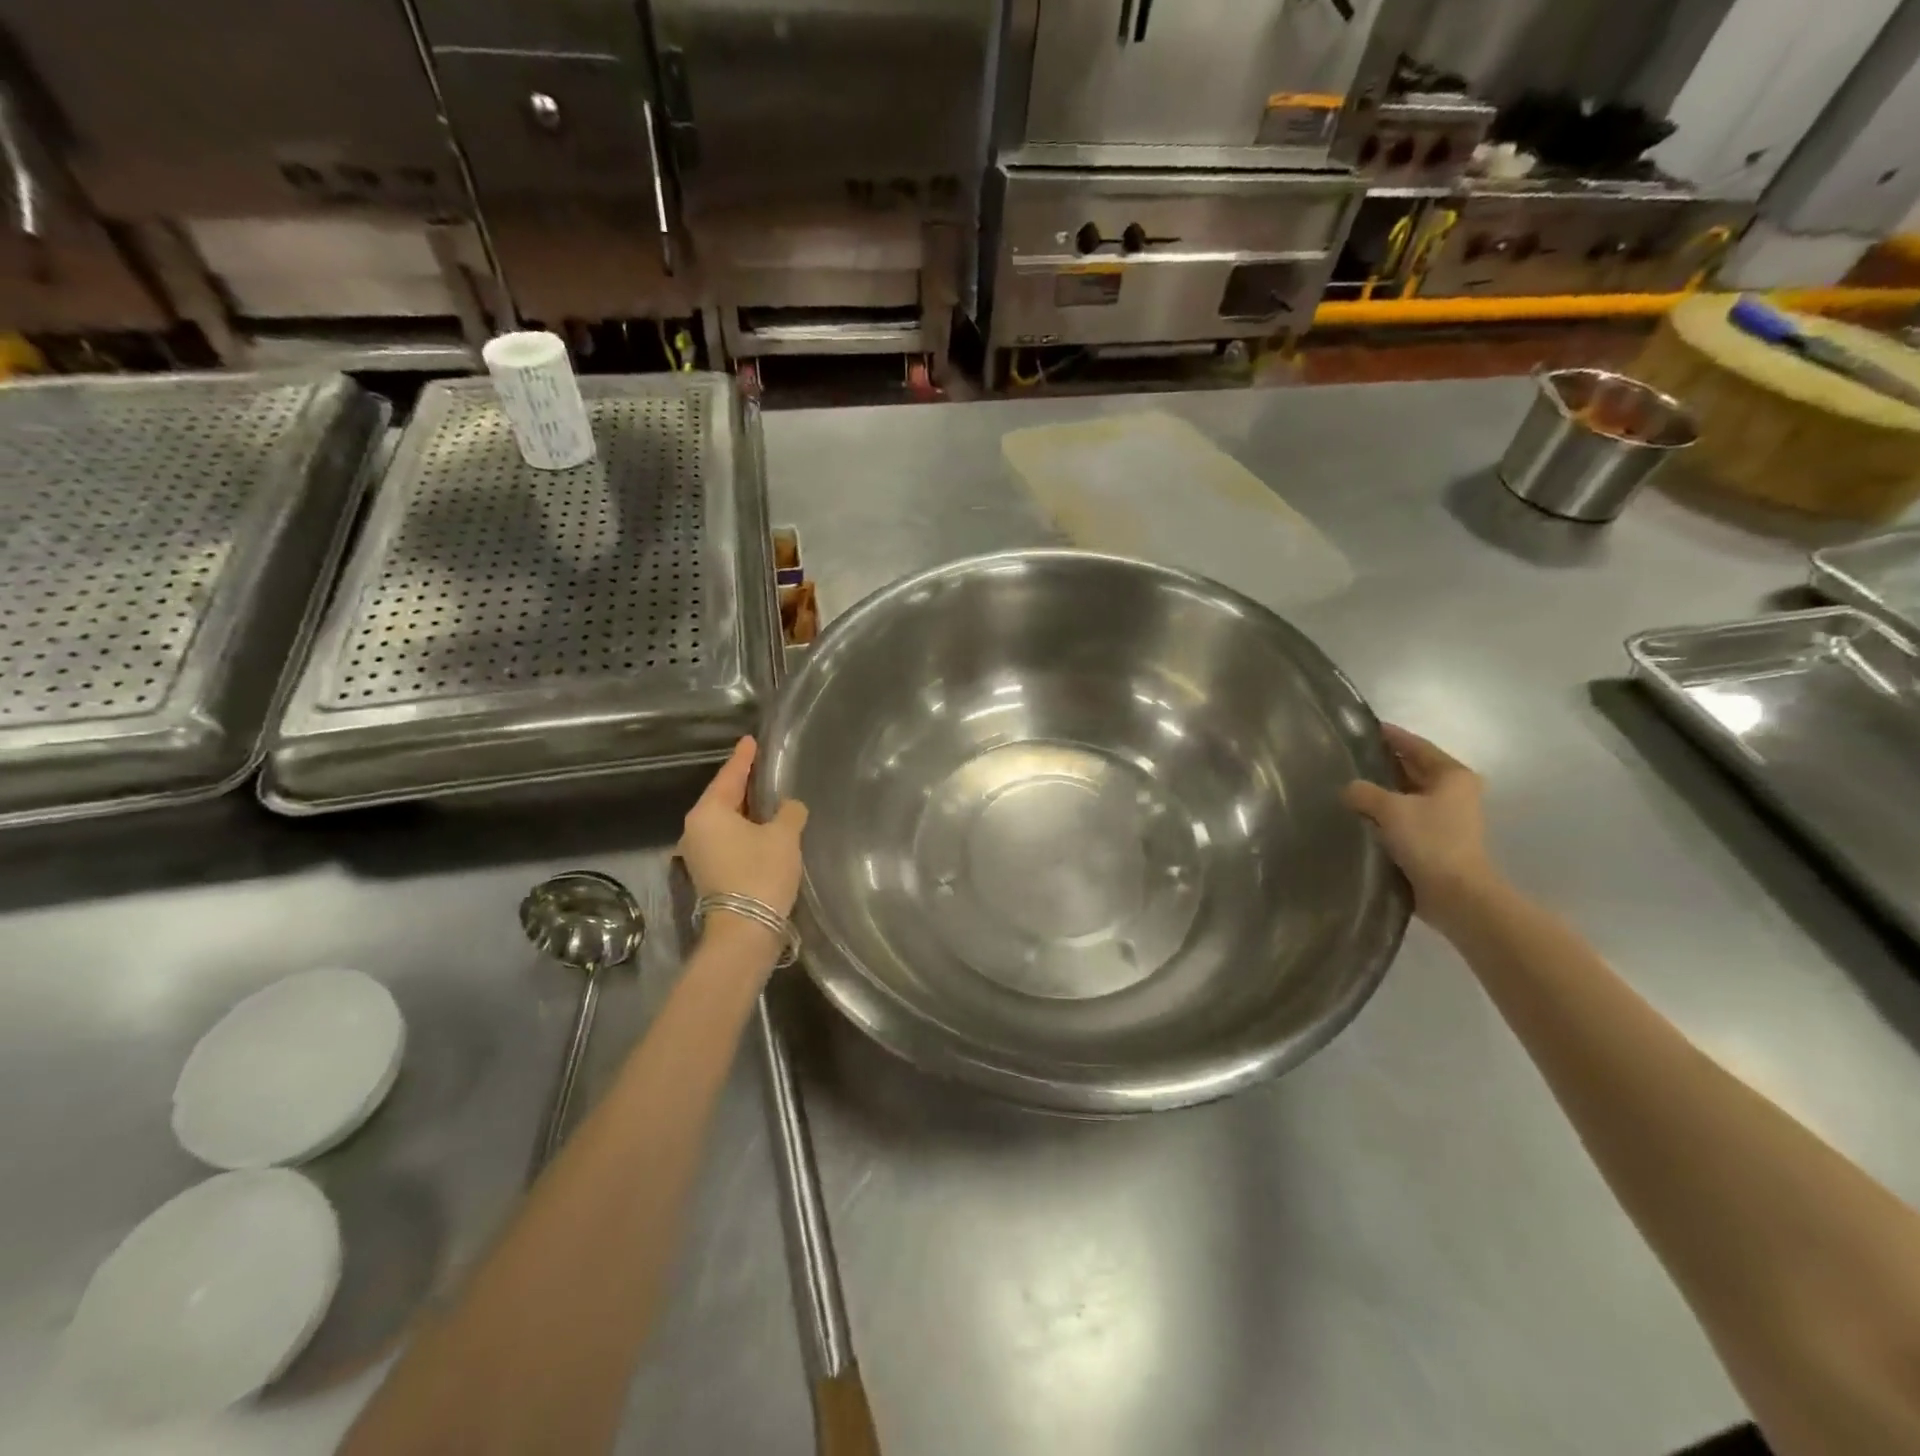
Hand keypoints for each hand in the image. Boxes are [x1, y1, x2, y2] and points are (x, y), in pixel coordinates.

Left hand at [679, 737, 808, 923]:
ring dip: (745, 811)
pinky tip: (762, 829)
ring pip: (725, 821)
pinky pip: (727, 839)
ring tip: (766, 797)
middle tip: (762, 767)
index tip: (750, 741)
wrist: (745, 931)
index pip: (729, 776)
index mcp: (708, 813)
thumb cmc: (761, 873)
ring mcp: (699, 854)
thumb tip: (790, 806)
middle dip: (743, 784)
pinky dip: (744, 831)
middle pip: (723, 798)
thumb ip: (789, 812)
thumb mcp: (784, 836)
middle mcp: (696, 830)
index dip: (743, 758)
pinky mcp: (709, 873)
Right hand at [1342, 724, 1497, 924]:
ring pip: (1407, 793)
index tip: (1362, 727)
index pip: (1416, 745)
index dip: (1390, 735)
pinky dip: (1385, 811)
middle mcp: (1453, 791)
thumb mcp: (1390, 809)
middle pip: (1412, 768)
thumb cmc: (1429, 841)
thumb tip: (1348, 789)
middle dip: (1383, 762)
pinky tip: (1359, 812)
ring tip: (1347, 783)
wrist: (1455, 894)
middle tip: (1347, 755)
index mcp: (1452, 775)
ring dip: (1382, 789)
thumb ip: (1363, 792)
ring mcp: (1446, 816)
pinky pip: (1404, 815)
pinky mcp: (1435, 839)